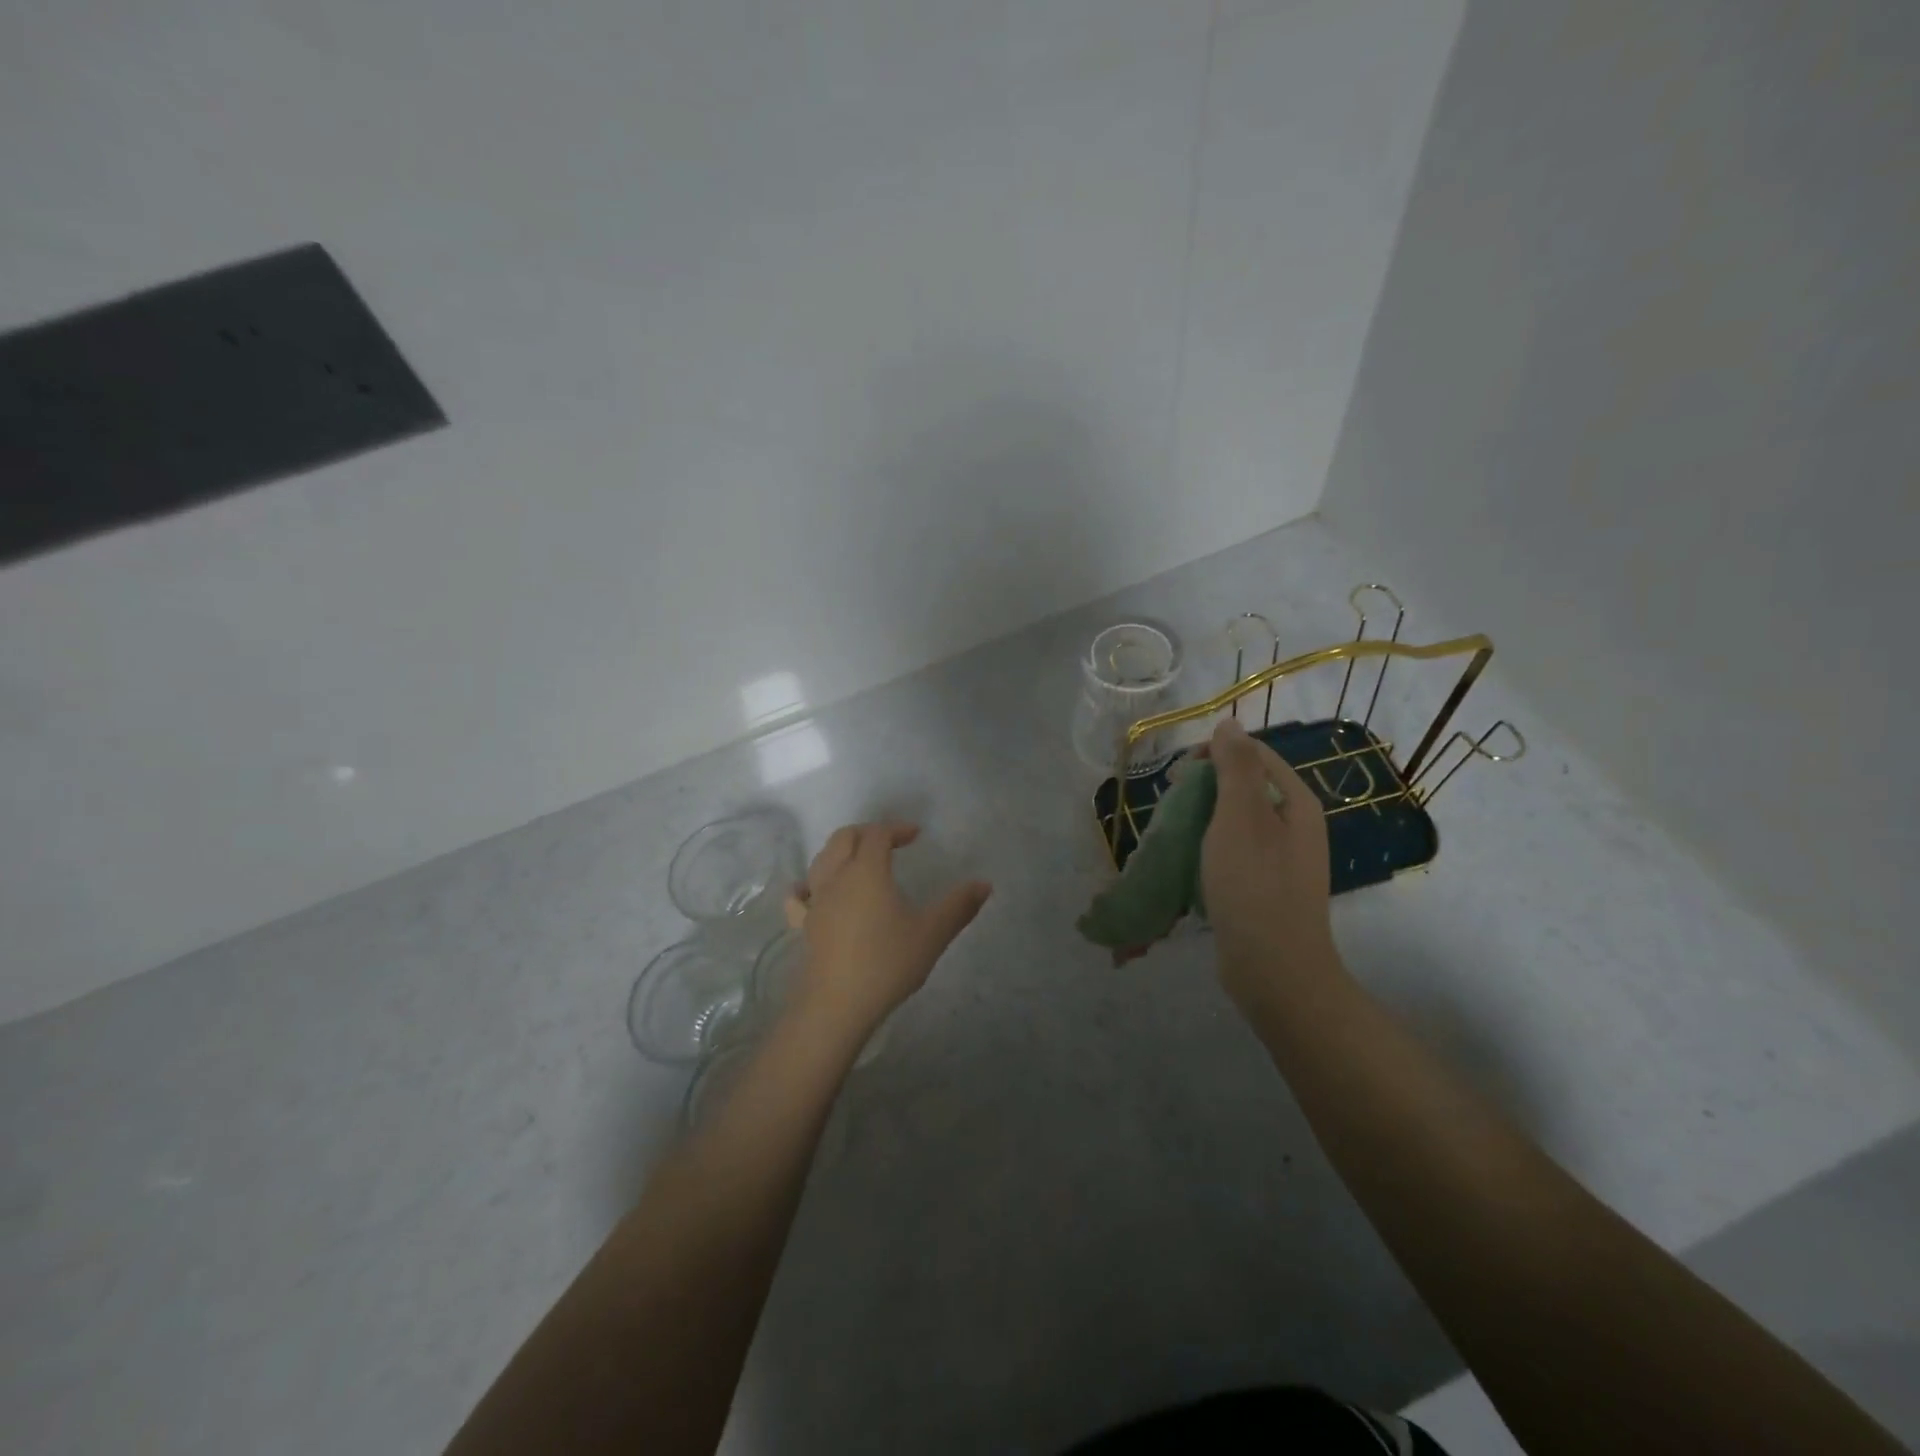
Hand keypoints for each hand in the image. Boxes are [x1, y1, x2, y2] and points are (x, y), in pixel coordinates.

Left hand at [789, 823, 991, 1039]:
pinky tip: (812, 891)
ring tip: (859, 861)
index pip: (877, 834)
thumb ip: (959, 906)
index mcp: (867, 871)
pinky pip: (800, 896)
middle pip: (844, 838)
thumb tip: (985, 884)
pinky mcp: (804, 925)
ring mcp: (816, 901)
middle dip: (866, 833)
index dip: (896, 829)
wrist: (837, 1004)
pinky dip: (808, 885)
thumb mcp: (932, 933)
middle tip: (889, 841)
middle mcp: (836, 877)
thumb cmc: (887, 963)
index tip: (915, 836)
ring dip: (840, 852)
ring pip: (821, 860)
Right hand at [1199, 716, 1339, 1011]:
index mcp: (1296, 804)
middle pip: (1245, 787)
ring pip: (1236, 821)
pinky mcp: (1265, 888)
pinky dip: (1209, 848)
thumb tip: (1229, 723)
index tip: (1178, 774)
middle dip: (1204, 787)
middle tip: (1171, 804)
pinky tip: (1189, 862)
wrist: (1274, 970)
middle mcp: (1295, 827)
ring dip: (1203, 818)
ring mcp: (1282, 861)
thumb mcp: (1241, 818)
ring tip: (1174, 832)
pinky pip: (1234, 852)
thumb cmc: (1254, 886)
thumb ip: (1235, 767)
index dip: (1214, 754)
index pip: (1254, 755)